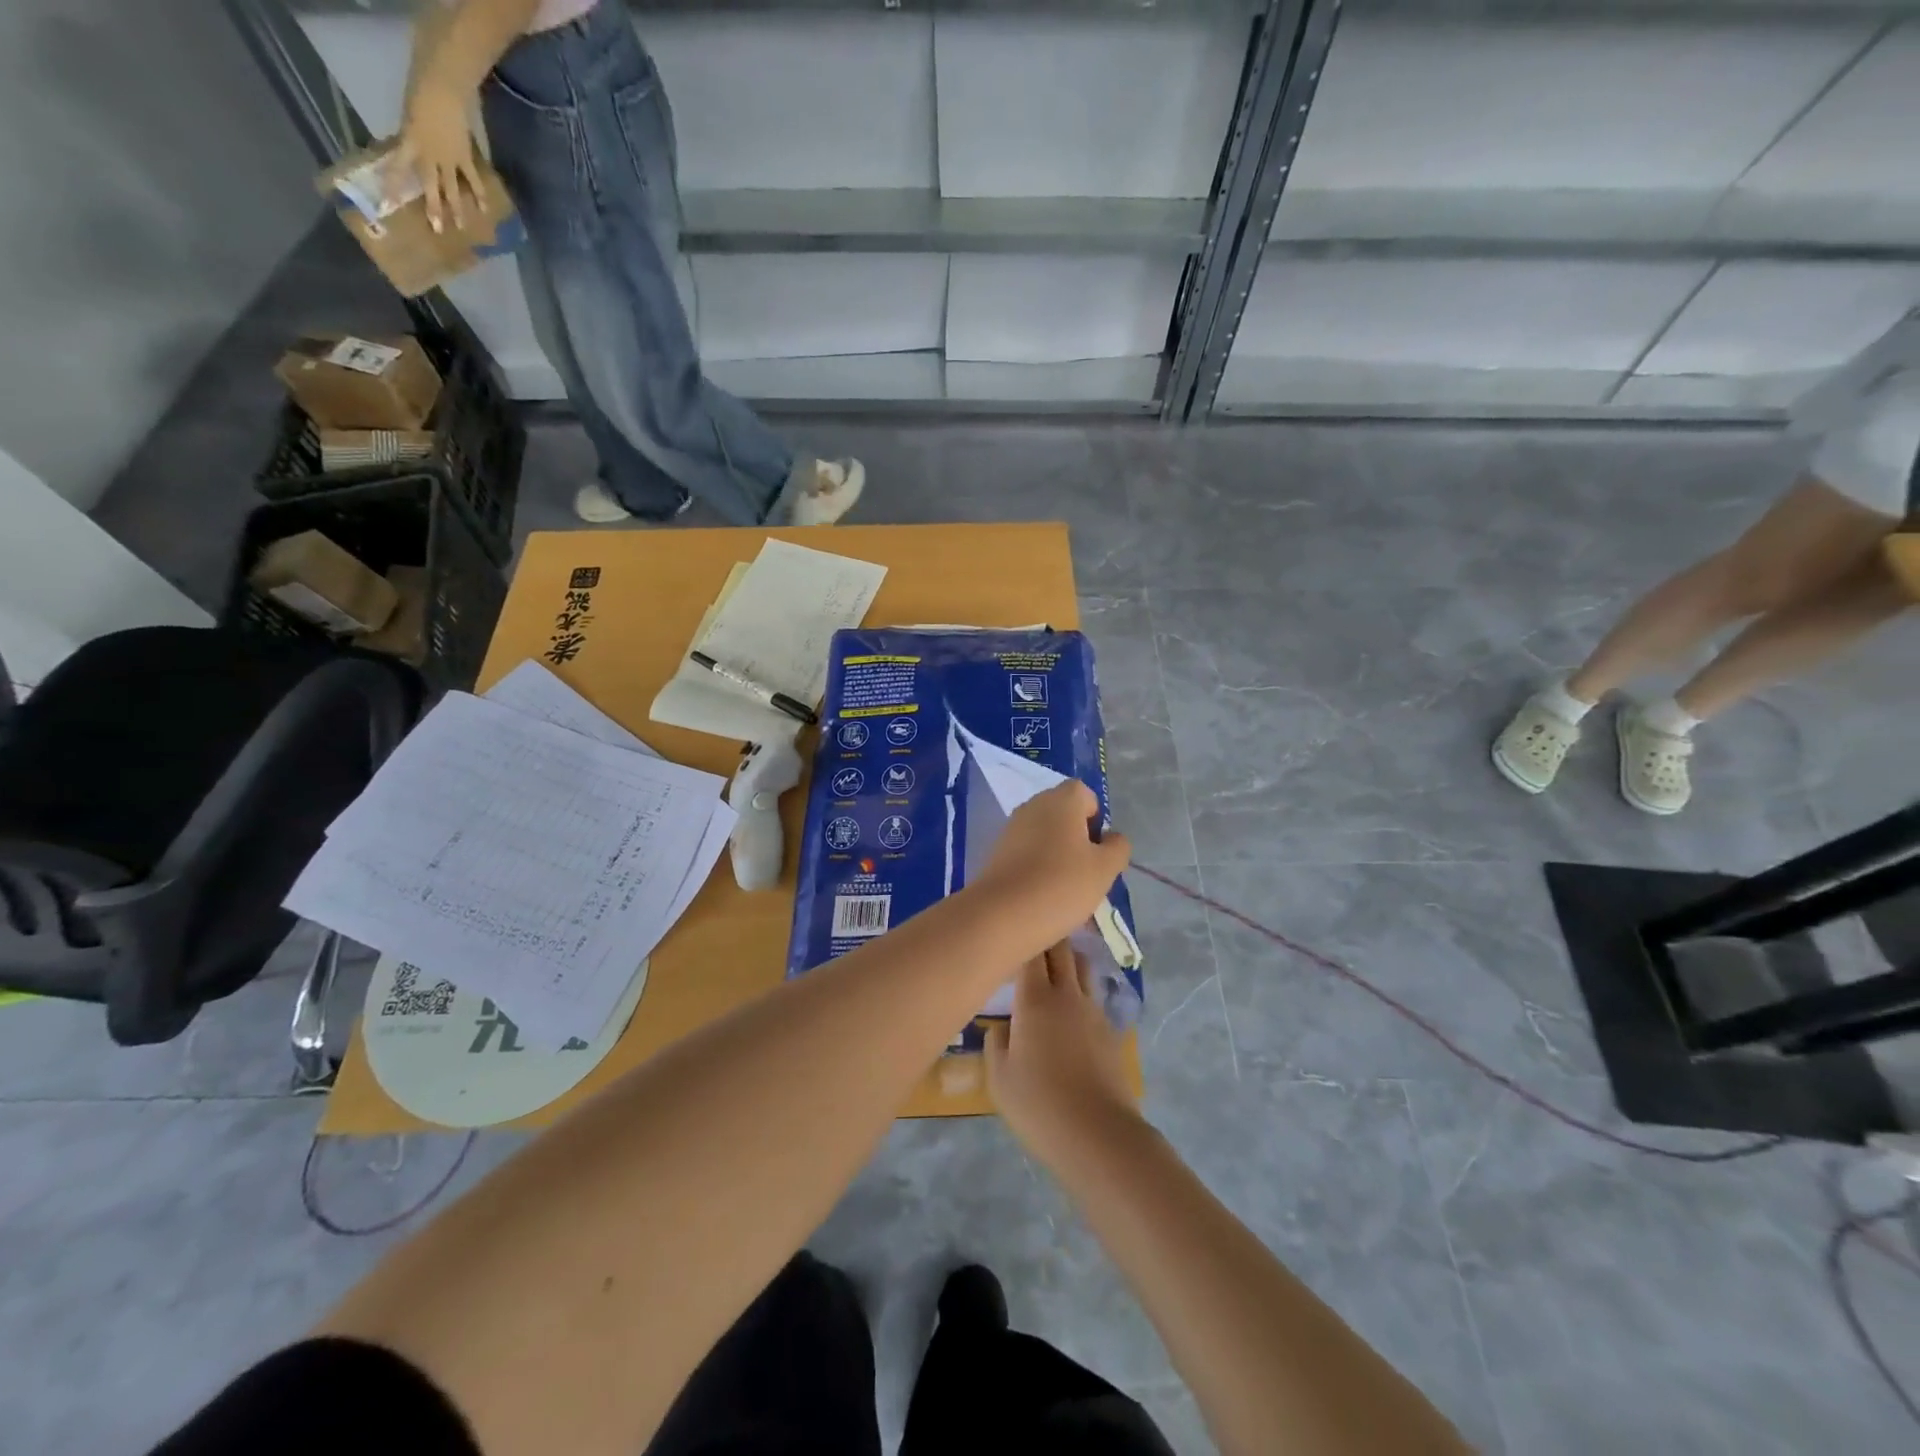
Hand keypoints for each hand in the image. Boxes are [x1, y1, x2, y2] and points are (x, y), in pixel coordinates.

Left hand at [397, 77, 482, 233]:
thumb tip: (413, 154)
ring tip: (461, 226)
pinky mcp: (465, 157)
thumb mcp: (408, 118)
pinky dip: (479, 194)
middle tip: (437, 230)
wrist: (442, 88)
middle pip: (432, 186)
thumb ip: (411, 138)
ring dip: (457, 208)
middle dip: (434, 208)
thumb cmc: (419, 96)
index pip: (398, 168)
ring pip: (453, 188)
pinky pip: (473, 179)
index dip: (393, 186)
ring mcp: (450, 159)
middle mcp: (430, 156)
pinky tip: (484, 209)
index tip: (389, 204)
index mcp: (411, 143)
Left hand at [967, 780, 1130, 955]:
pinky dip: (1038, 867)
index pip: (1085, 794)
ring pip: (1045, 835)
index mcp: (1061, 799)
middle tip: (1087, 872)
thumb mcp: (1105, 868)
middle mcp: (1034, 805)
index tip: (1098, 850)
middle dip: (1079, 839)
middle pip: (1064, 814)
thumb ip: (1117, 847)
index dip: (1096, 820)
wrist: (1003, 914)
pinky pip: (1027, 852)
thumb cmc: (1062, 884)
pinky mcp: (997, 851)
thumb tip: (1111, 838)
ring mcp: (1012, 827)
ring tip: (1066, 891)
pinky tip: (1043, 895)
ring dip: (1059, 856)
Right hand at [986, 940, 1139, 1162]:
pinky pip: (1094, 996)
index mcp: (1036, 999)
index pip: (1030, 952)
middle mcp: (1067, 994)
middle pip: (1062, 950)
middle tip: (1030, 940)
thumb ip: (996, 1043)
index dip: (1021, 938)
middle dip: (1047, 939)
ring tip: (1054, 967)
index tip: (1009, 935)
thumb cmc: (1039, 1104)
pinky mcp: (1110, 1030)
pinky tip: (1072, 1007)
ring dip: (1069, 960)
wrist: (1098, 1134)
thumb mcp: (999, 1078)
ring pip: (1083, 967)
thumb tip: (1001, 1027)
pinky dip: (1081, 990)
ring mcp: (1094, 1010)